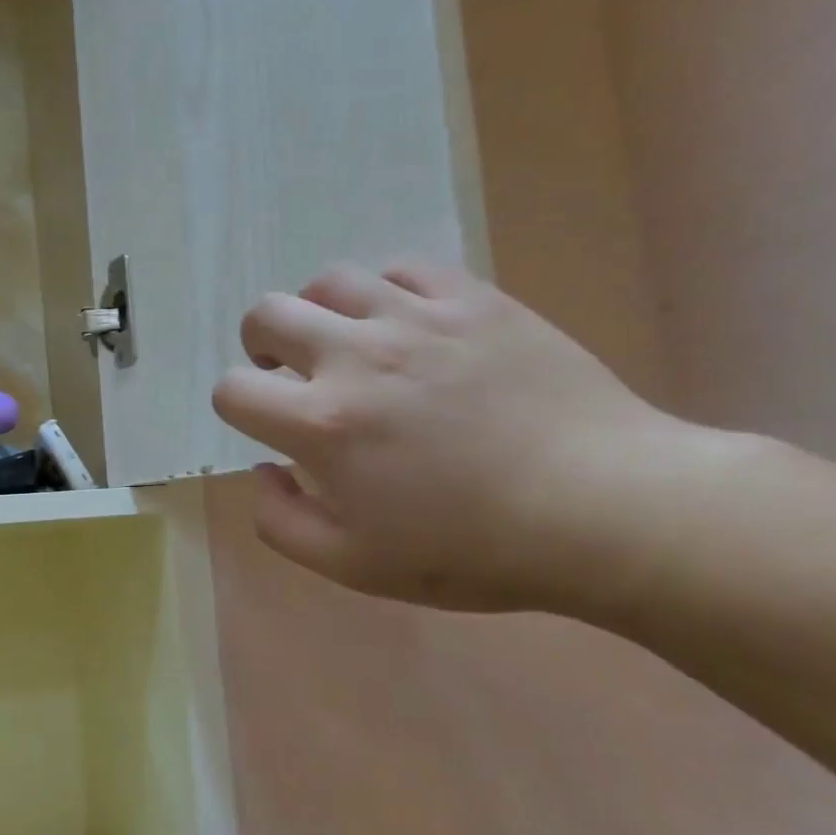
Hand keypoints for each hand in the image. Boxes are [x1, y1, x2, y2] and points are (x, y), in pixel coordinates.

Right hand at [212, 261, 698, 612]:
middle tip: (292, 373)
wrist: (602, 509)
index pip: (233, 390)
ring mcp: (417, 319)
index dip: (236, 407)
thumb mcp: (354, 566)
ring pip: (329, 281)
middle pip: (266, 314)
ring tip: (348, 344)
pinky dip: (385, 293)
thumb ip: (282, 523)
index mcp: (322, 425)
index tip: (266, 422)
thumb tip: (263, 472)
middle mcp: (357, 358)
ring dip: (319, 313)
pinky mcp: (472, 300)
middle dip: (261, 346)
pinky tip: (405, 326)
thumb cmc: (472, 550)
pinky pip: (403, 269)